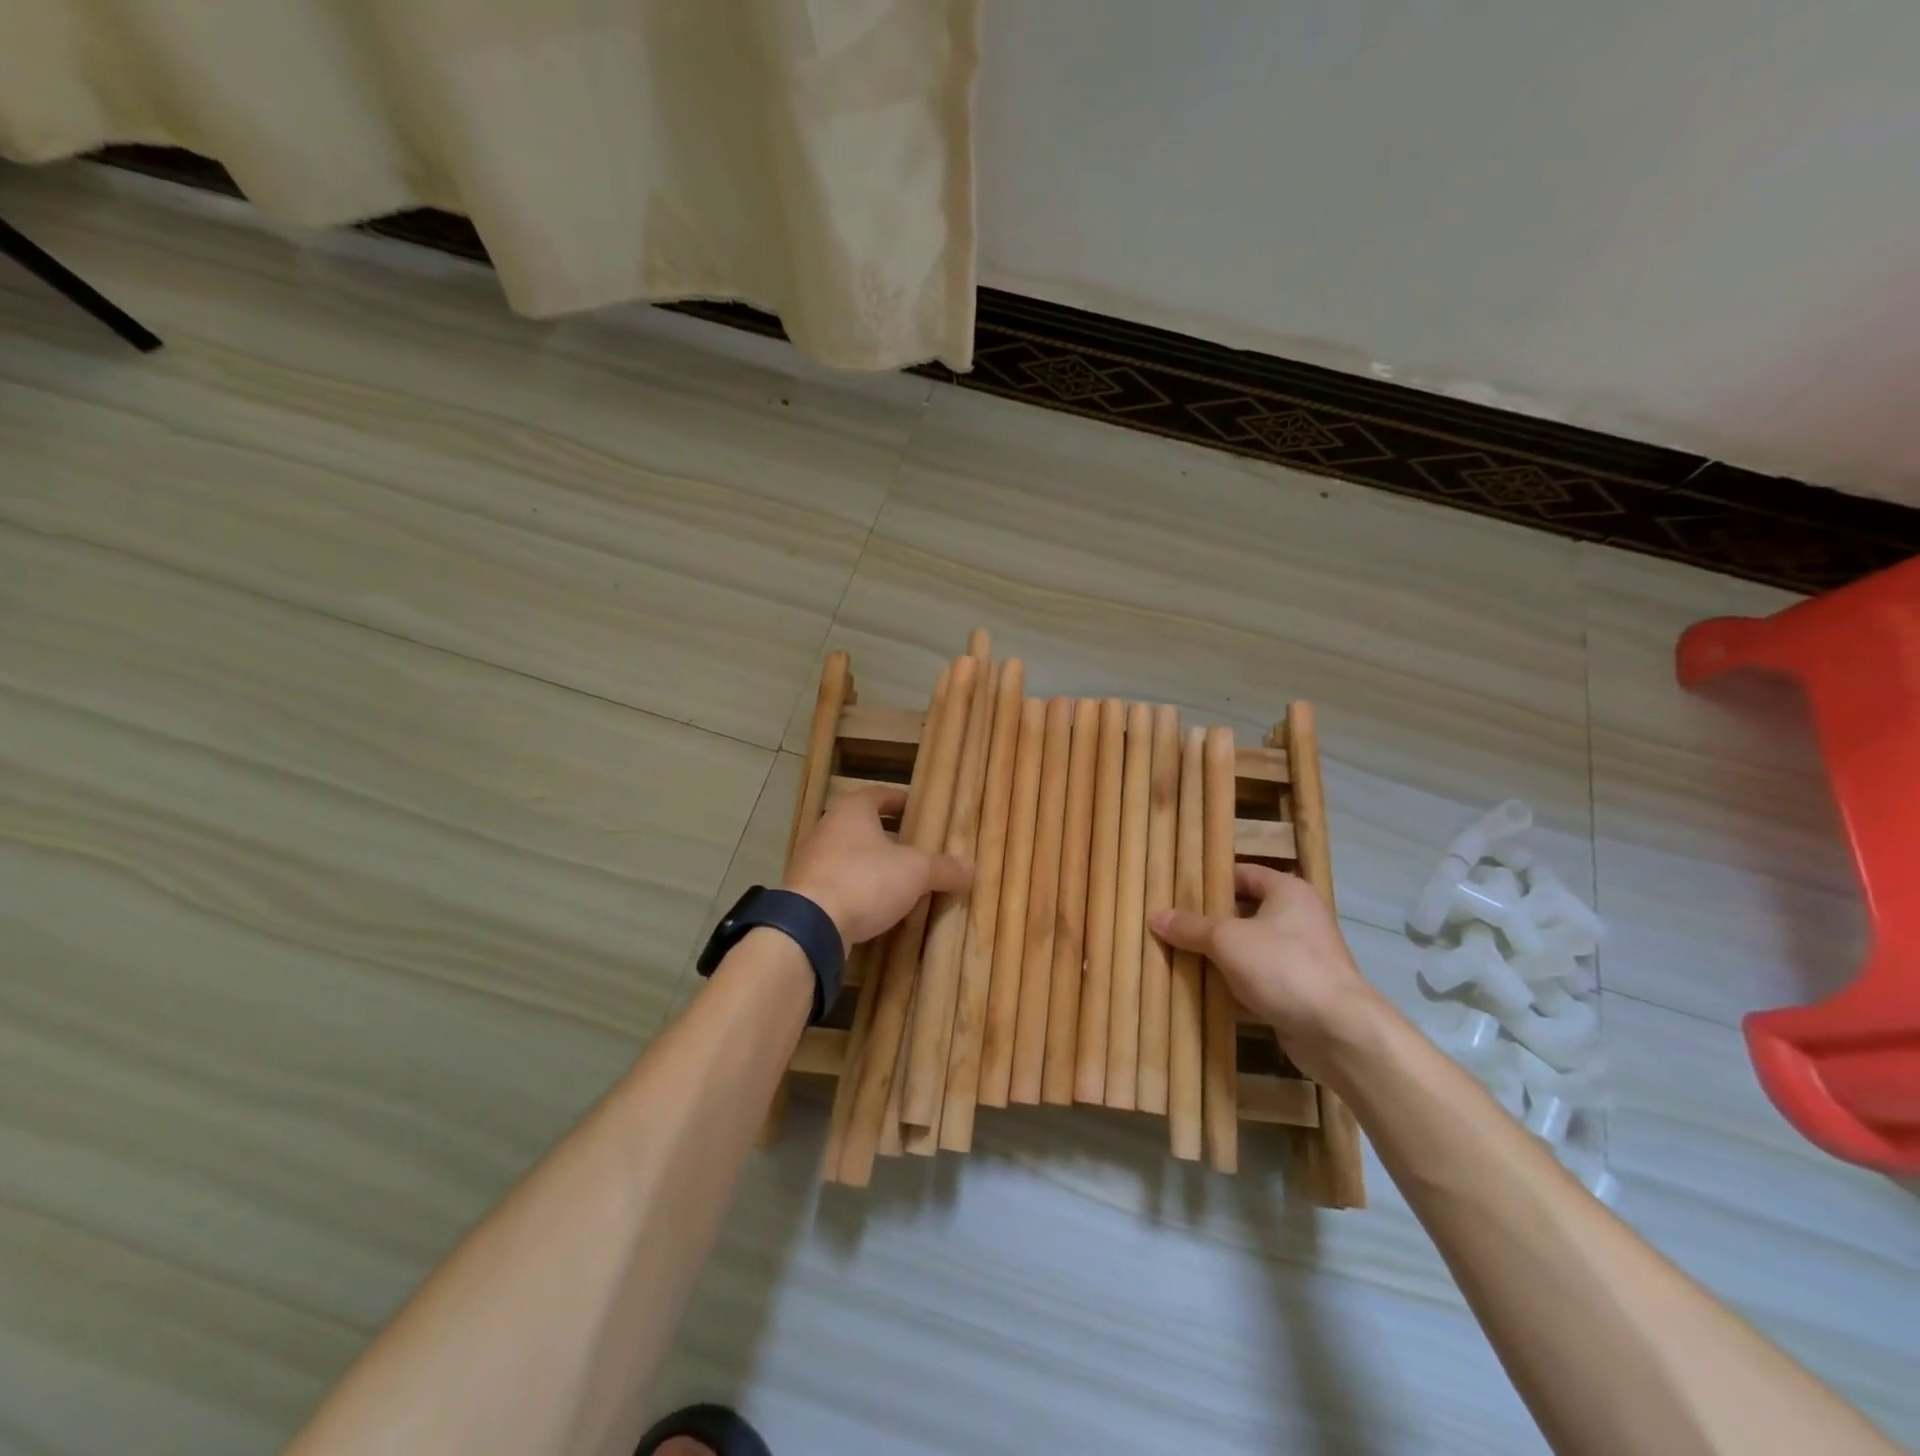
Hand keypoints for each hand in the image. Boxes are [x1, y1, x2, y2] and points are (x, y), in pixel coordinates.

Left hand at [783, 786, 972, 948]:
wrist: (810, 926)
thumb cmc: (865, 880)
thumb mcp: (915, 872)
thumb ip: (944, 868)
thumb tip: (971, 869)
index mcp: (852, 810)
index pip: (880, 794)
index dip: (901, 800)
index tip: (918, 809)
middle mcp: (826, 827)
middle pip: (862, 825)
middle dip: (889, 835)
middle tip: (915, 847)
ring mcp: (810, 860)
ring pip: (849, 855)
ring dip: (872, 864)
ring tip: (899, 880)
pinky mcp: (803, 892)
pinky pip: (838, 883)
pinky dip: (857, 889)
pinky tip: (875, 907)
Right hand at [1152, 865, 1386, 1075]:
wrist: (1339, 1033)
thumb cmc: (1283, 967)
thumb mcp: (1226, 940)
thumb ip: (1190, 927)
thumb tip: (1155, 916)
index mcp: (1288, 892)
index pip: (1243, 873)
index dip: (1210, 879)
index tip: (1177, 889)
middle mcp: (1298, 919)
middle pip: (1243, 913)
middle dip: (1208, 922)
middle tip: (1170, 924)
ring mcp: (1300, 959)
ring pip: (1248, 950)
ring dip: (1218, 957)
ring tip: (1177, 956)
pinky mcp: (1298, 994)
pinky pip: (1257, 982)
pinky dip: (1233, 987)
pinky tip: (1201, 992)